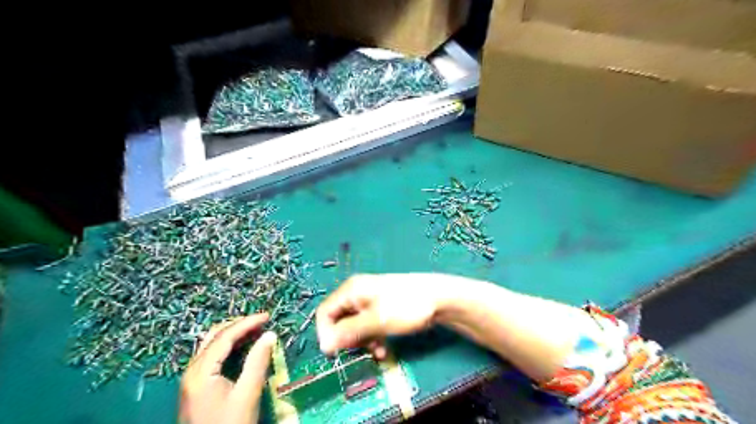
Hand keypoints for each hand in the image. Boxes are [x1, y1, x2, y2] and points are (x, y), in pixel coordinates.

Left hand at [179, 313, 276, 422]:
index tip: (267, 316)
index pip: (225, 336)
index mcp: (201, 371)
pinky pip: (211, 355)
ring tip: (255, 330)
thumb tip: (270, 334)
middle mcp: (192, 370)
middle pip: (214, 336)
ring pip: (211, 344)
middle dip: (238, 325)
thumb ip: (257, 362)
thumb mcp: (247, 394)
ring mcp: (191, 379)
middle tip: (261, 321)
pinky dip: (228, 346)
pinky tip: (242, 347)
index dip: (247, 323)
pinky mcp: (196, 386)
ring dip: (233, 334)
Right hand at [314, 274, 443, 358]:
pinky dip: (372, 337)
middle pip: (339, 320)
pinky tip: (382, 348)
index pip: (325, 312)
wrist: (438, 298)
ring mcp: (370, 301)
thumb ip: (348, 333)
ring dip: (362, 342)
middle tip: (360, 351)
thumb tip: (324, 346)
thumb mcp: (375, 321)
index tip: (335, 353)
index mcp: (351, 291)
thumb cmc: (404, 306)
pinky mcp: (381, 308)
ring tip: (376, 351)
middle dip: (347, 339)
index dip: (326, 333)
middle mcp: (357, 294)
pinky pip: (367, 326)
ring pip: (354, 326)